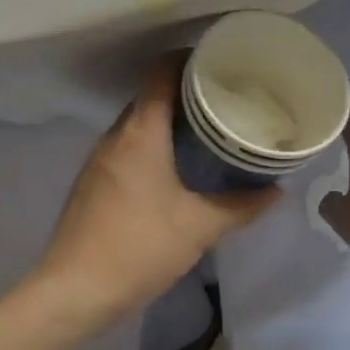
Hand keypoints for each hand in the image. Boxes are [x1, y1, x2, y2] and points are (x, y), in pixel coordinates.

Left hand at [38, 55, 280, 325]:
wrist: (73, 291)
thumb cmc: (139, 248)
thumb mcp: (199, 228)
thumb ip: (241, 206)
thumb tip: (275, 191)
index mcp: (140, 133)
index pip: (160, 72)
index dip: (188, 59)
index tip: (219, 63)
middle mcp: (115, 136)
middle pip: (150, 95)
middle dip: (186, 92)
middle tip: (224, 100)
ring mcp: (99, 159)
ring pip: (137, 123)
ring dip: (168, 121)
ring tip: (206, 131)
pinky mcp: (92, 182)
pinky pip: (127, 147)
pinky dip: (152, 145)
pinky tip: (175, 168)